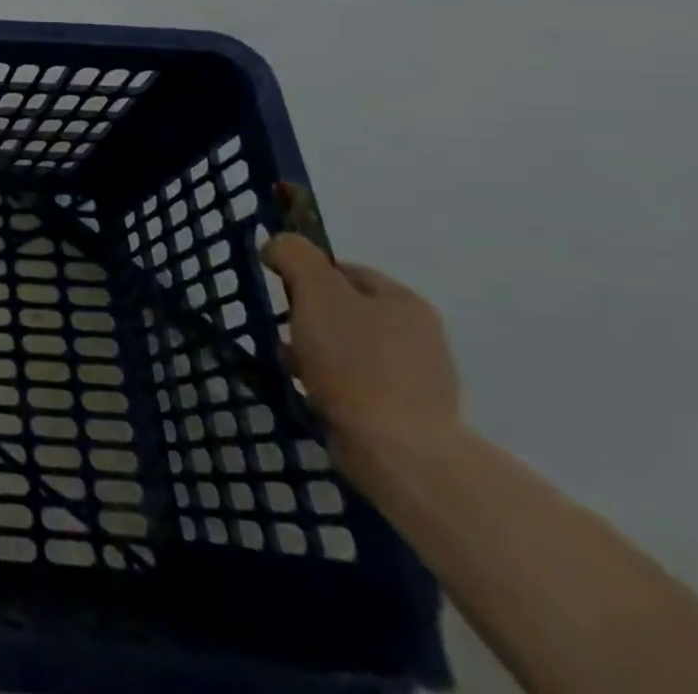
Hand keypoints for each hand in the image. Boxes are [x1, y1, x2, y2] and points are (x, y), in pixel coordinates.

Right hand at [261, 205, 461, 464]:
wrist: (399, 452)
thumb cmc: (355, 362)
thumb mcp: (315, 290)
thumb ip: (294, 255)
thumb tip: (278, 246)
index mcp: (404, 300)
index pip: (342, 269)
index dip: (305, 275)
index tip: (281, 295)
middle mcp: (419, 334)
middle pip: (343, 310)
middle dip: (308, 319)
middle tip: (285, 335)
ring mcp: (419, 378)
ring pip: (347, 349)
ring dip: (315, 354)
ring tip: (293, 369)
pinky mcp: (409, 415)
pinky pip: (356, 385)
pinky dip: (331, 386)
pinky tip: (314, 395)